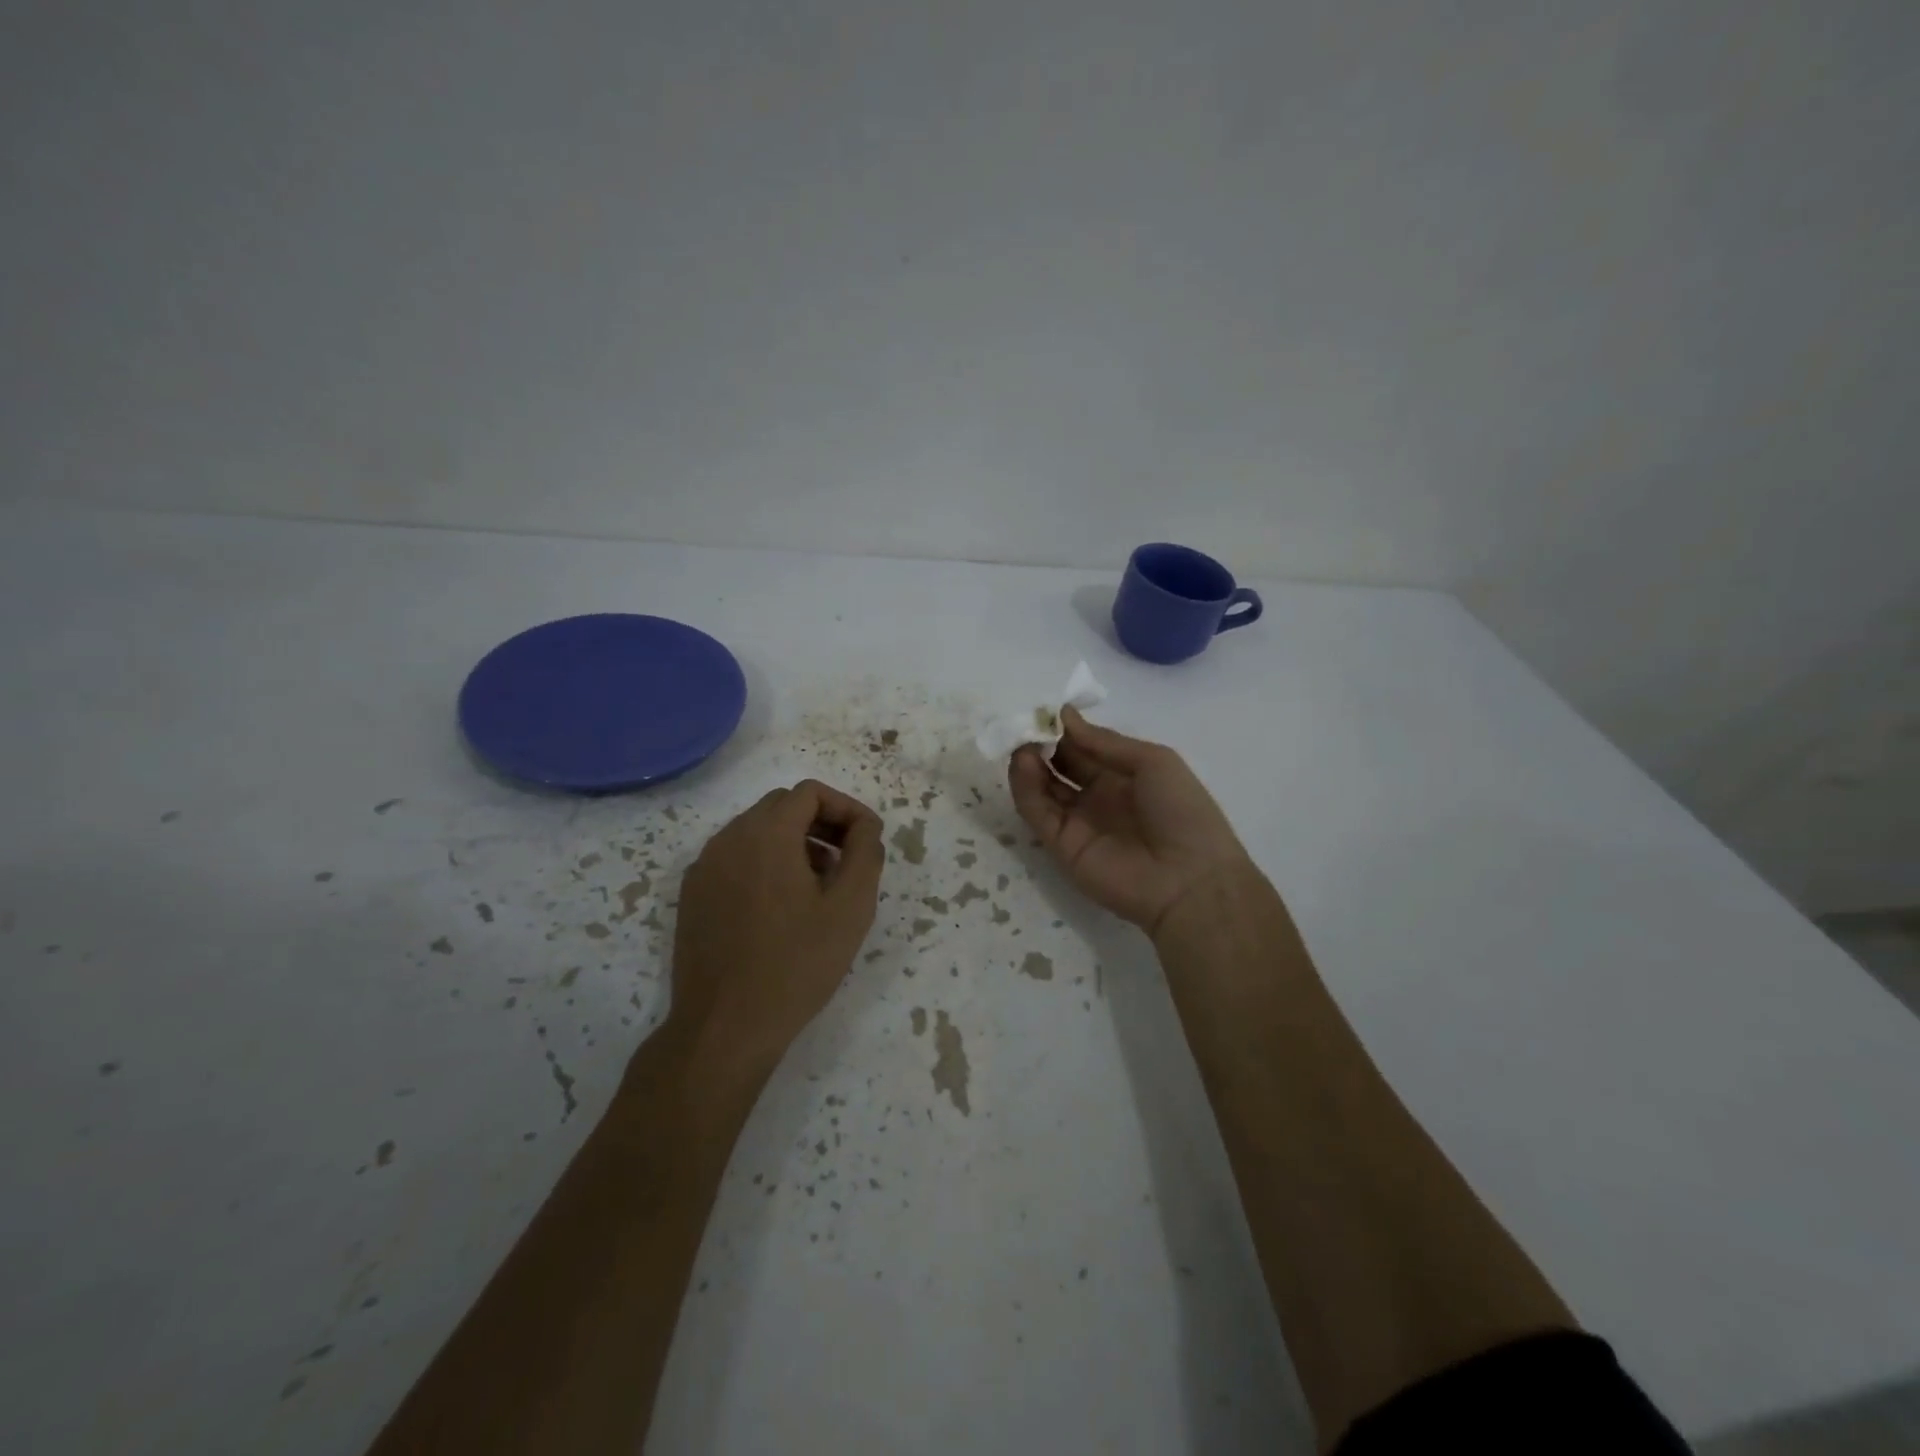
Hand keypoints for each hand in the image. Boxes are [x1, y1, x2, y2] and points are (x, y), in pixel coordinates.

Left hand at [669, 780, 884, 1068]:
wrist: (725, 1026)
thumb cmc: (797, 963)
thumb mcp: (850, 907)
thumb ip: (865, 852)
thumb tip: (865, 826)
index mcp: (766, 833)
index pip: (810, 793)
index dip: (846, 808)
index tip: (867, 841)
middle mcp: (729, 838)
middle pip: (782, 807)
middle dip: (821, 823)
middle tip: (847, 861)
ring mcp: (705, 867)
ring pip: (756, 832)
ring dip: (793, 844)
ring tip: (818, 887)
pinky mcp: (693, 895)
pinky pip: (735, 859)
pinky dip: (764, 865)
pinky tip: (781, 908)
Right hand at [1008, 708, 1251, 936]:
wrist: (1189, 880)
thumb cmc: (1181, 811)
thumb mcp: (1152, 761)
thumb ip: (1104, 742)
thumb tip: (1064, 716)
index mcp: (1123, 776)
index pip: (1084, 748)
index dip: (1064, 730)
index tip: (1044, 711)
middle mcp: (1098, 797)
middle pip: (1060, 766)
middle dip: (1042, 744)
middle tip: (1024, 724)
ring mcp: (1078, 822)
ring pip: (1043, 789)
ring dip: (1029, 764)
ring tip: (1021, 743)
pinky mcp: (1061, 846)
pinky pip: (1038, 813)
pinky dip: (1026, 789)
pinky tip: (1023, 764)